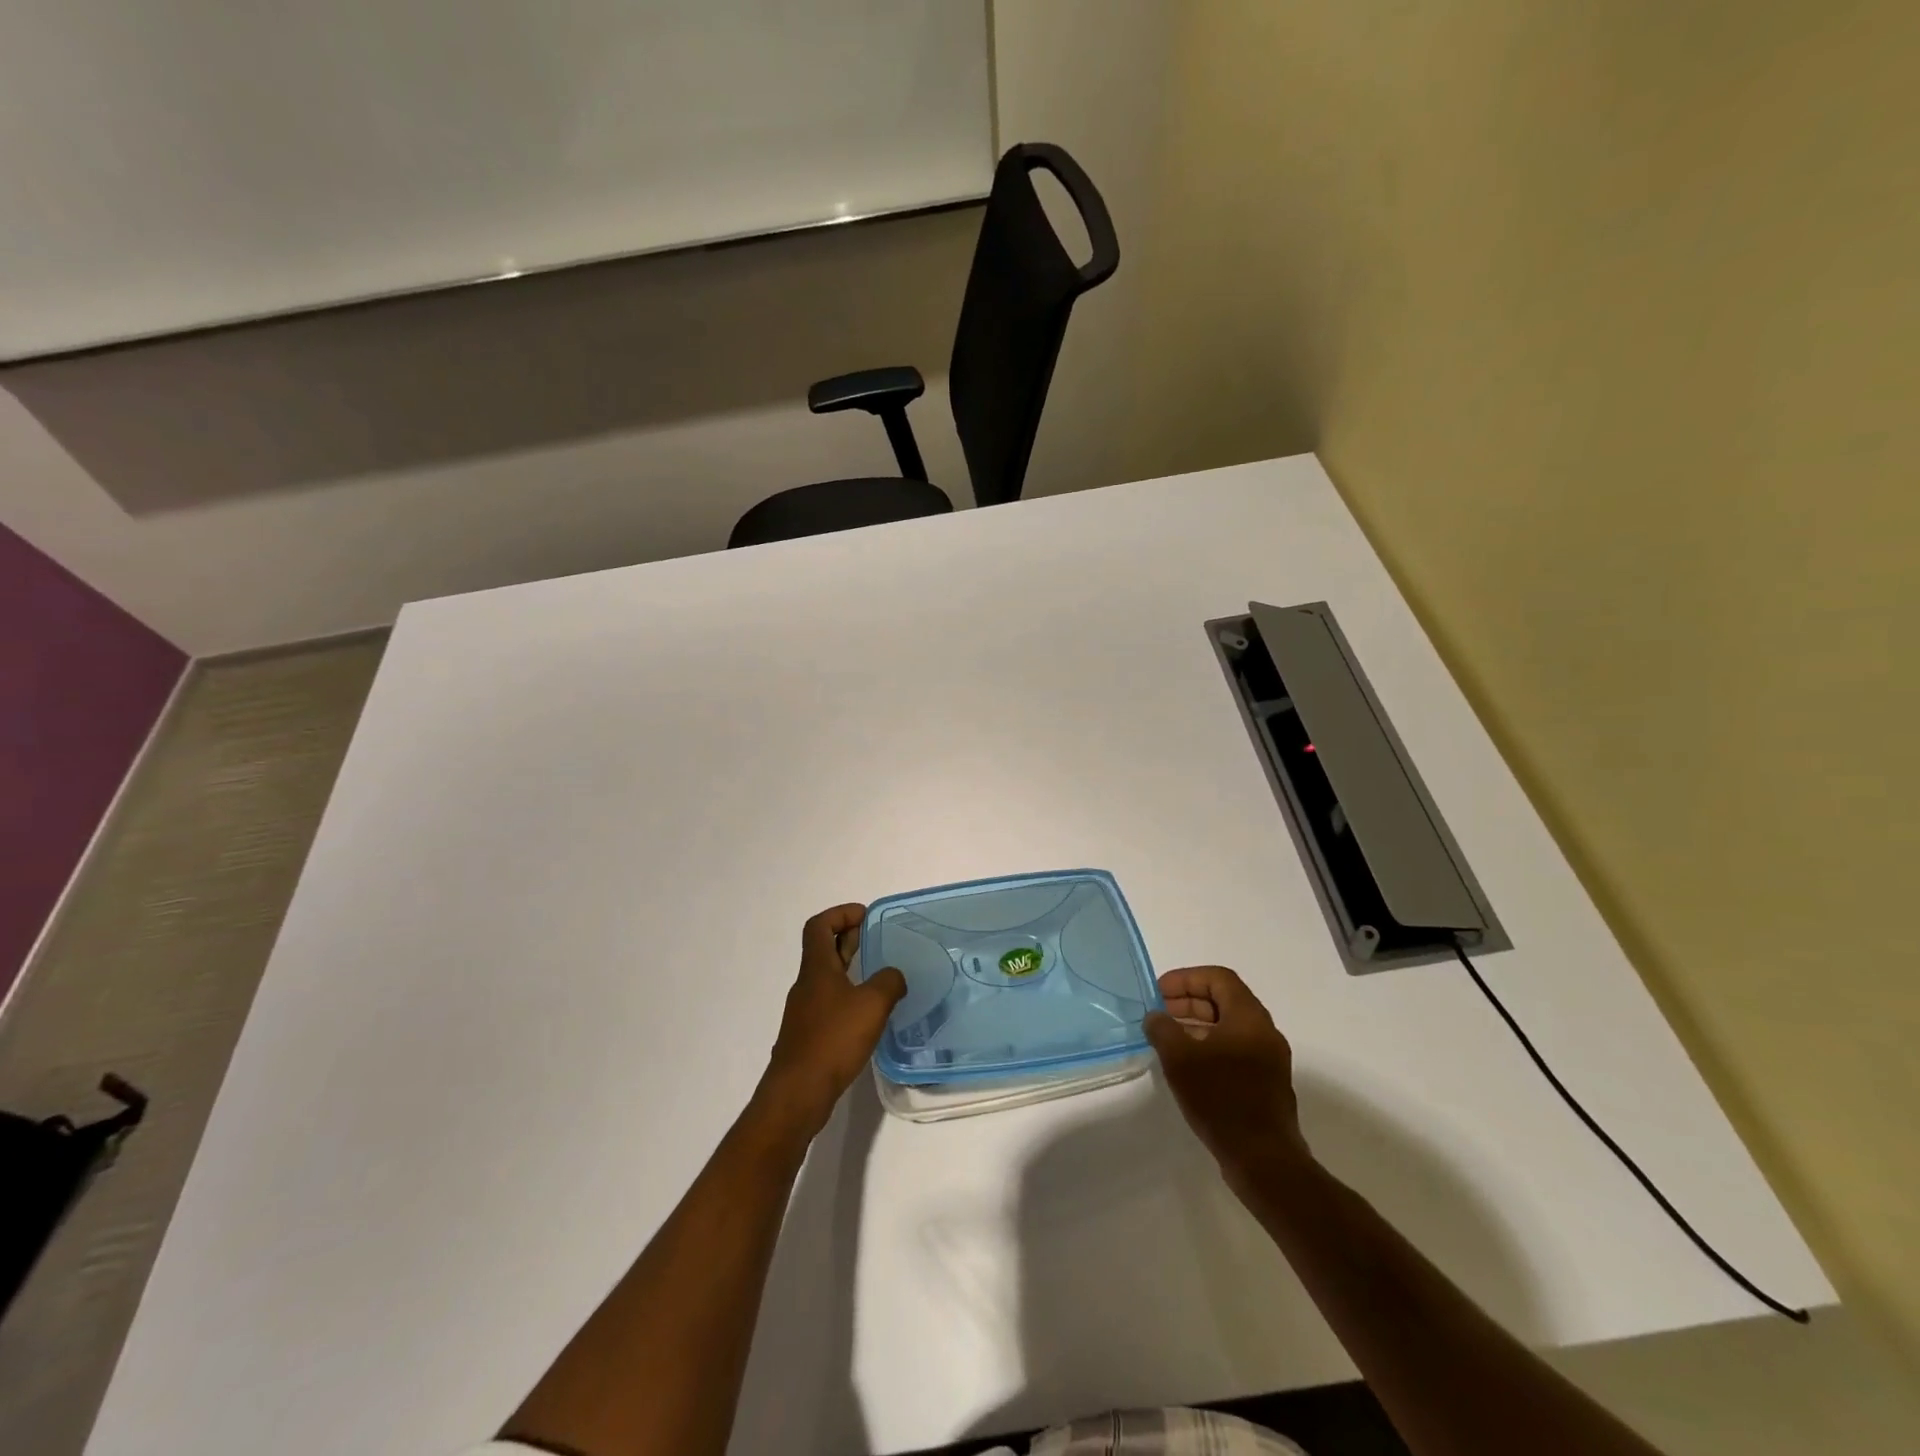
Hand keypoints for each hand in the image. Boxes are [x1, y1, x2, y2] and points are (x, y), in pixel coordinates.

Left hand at [759, 904, 906, 1140]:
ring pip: (826, 978)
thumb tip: (894, 976)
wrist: (798, 1093)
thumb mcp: (872, 1004)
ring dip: (848, 968)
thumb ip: (889, 982)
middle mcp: (806, 985)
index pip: (819, 926)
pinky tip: (867, 1014)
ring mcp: (805, 1012)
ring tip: (877, 975)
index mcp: (817, 969)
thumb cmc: (833, 1040)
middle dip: (848, 938)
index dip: (840, 914)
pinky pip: (828, 1003)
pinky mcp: (808, 1036)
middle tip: (875, 938)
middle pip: (822, 950)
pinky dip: (847, 996)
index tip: (864, 915)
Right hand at [1145, 965, 1311, 1186]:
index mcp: (1250, 1017)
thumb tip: (1156, 1017)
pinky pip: (1235, 1050)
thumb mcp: (1180, 1058)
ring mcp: (1268, 1060)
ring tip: (1167, 1039)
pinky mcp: (1266, 1084)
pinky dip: (1209, 1047)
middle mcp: (1264, 1032)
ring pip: (1229, 1027)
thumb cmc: (1221, 1099)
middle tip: (1159, 1013)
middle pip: (1225, 1000)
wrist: (1263, 1160)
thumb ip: (1163, 1029)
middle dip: (1189, 1001)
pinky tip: (1187, 1067)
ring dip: (1197, 1025)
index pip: (1218, 978)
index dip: (1186, 978)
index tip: (1159, 992)